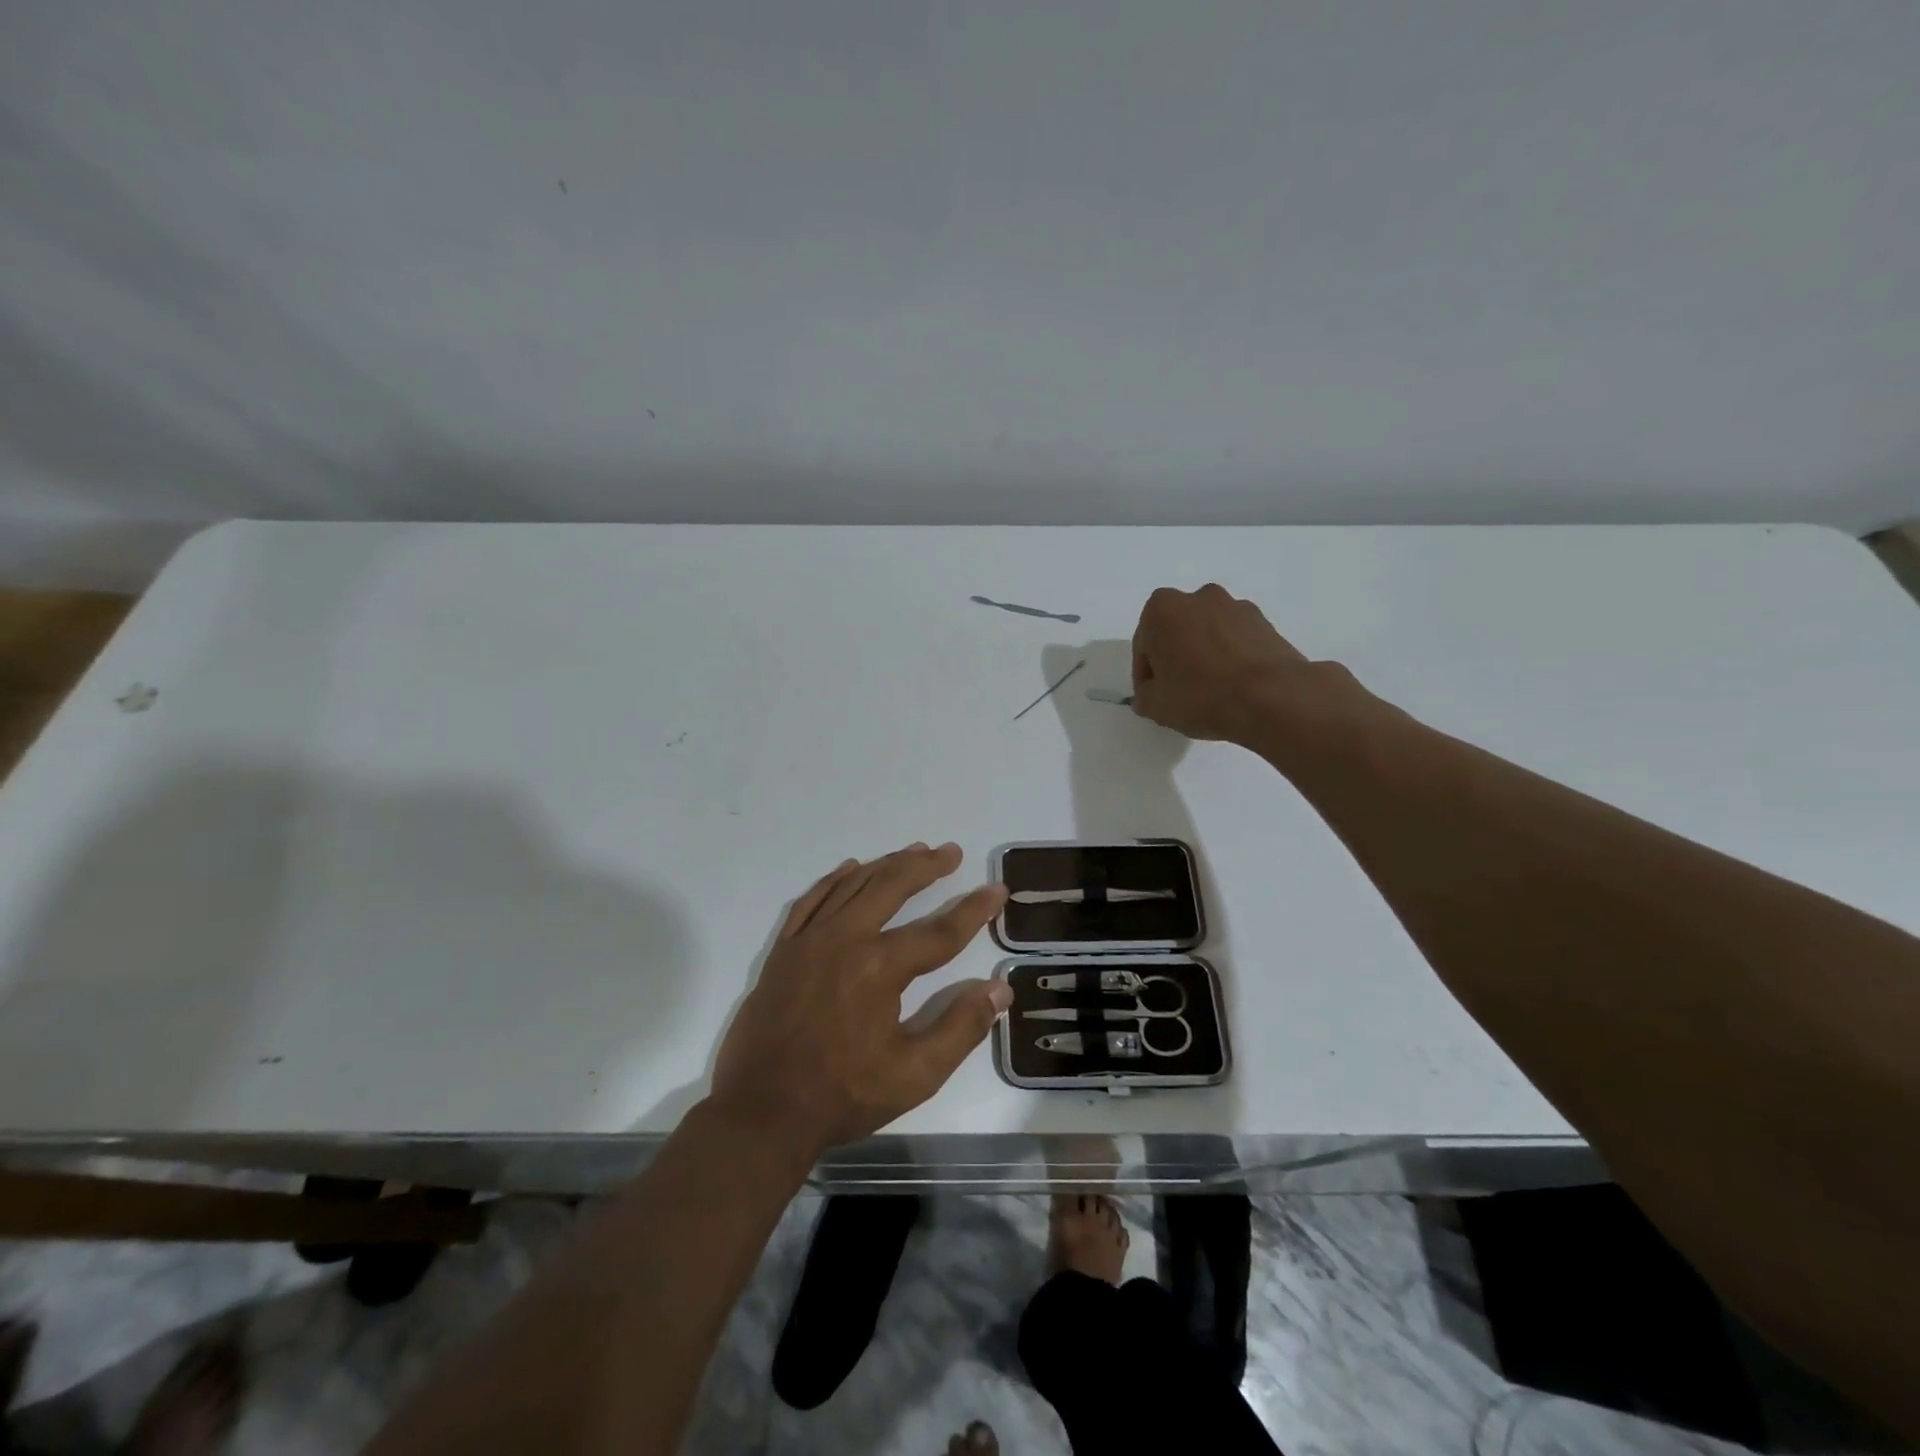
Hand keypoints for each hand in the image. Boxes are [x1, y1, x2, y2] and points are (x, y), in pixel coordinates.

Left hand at [708, 843, 1010, 1157]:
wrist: (761, 1113)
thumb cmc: (843, 1095)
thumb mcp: (915, 1075)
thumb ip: (961, 1027)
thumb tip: (1000, 989)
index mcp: (879, 967)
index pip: (939, 931)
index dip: (973, 910)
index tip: (997, 890)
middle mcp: (844, 939)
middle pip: (892, 887)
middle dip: (926, 867)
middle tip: (951, 852)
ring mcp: (809, 940)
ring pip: (853, 885)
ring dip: (887, 865)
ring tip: (914, 851)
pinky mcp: (783, 950)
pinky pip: (811, 900)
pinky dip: (834, 880)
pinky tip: (851, 868)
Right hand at [1130, 584, 1315, 744]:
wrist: (1271, 697)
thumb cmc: (1201, 695)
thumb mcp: (1155, 706)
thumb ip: (1144, 695)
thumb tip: (1150, 693)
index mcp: (1162, 609)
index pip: (1144, 645)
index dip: (1146, 675)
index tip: (1154, 696)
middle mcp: (1198, 597)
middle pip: (1177, 632)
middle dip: (1175, 657)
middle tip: (1180, 691)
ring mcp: (1236, 606)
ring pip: (1208, 633)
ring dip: (1205, 655)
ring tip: (1212, 691)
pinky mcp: (1265, 622)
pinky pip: (1236, 640)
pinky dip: (1231, 657)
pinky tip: (1235, 686)